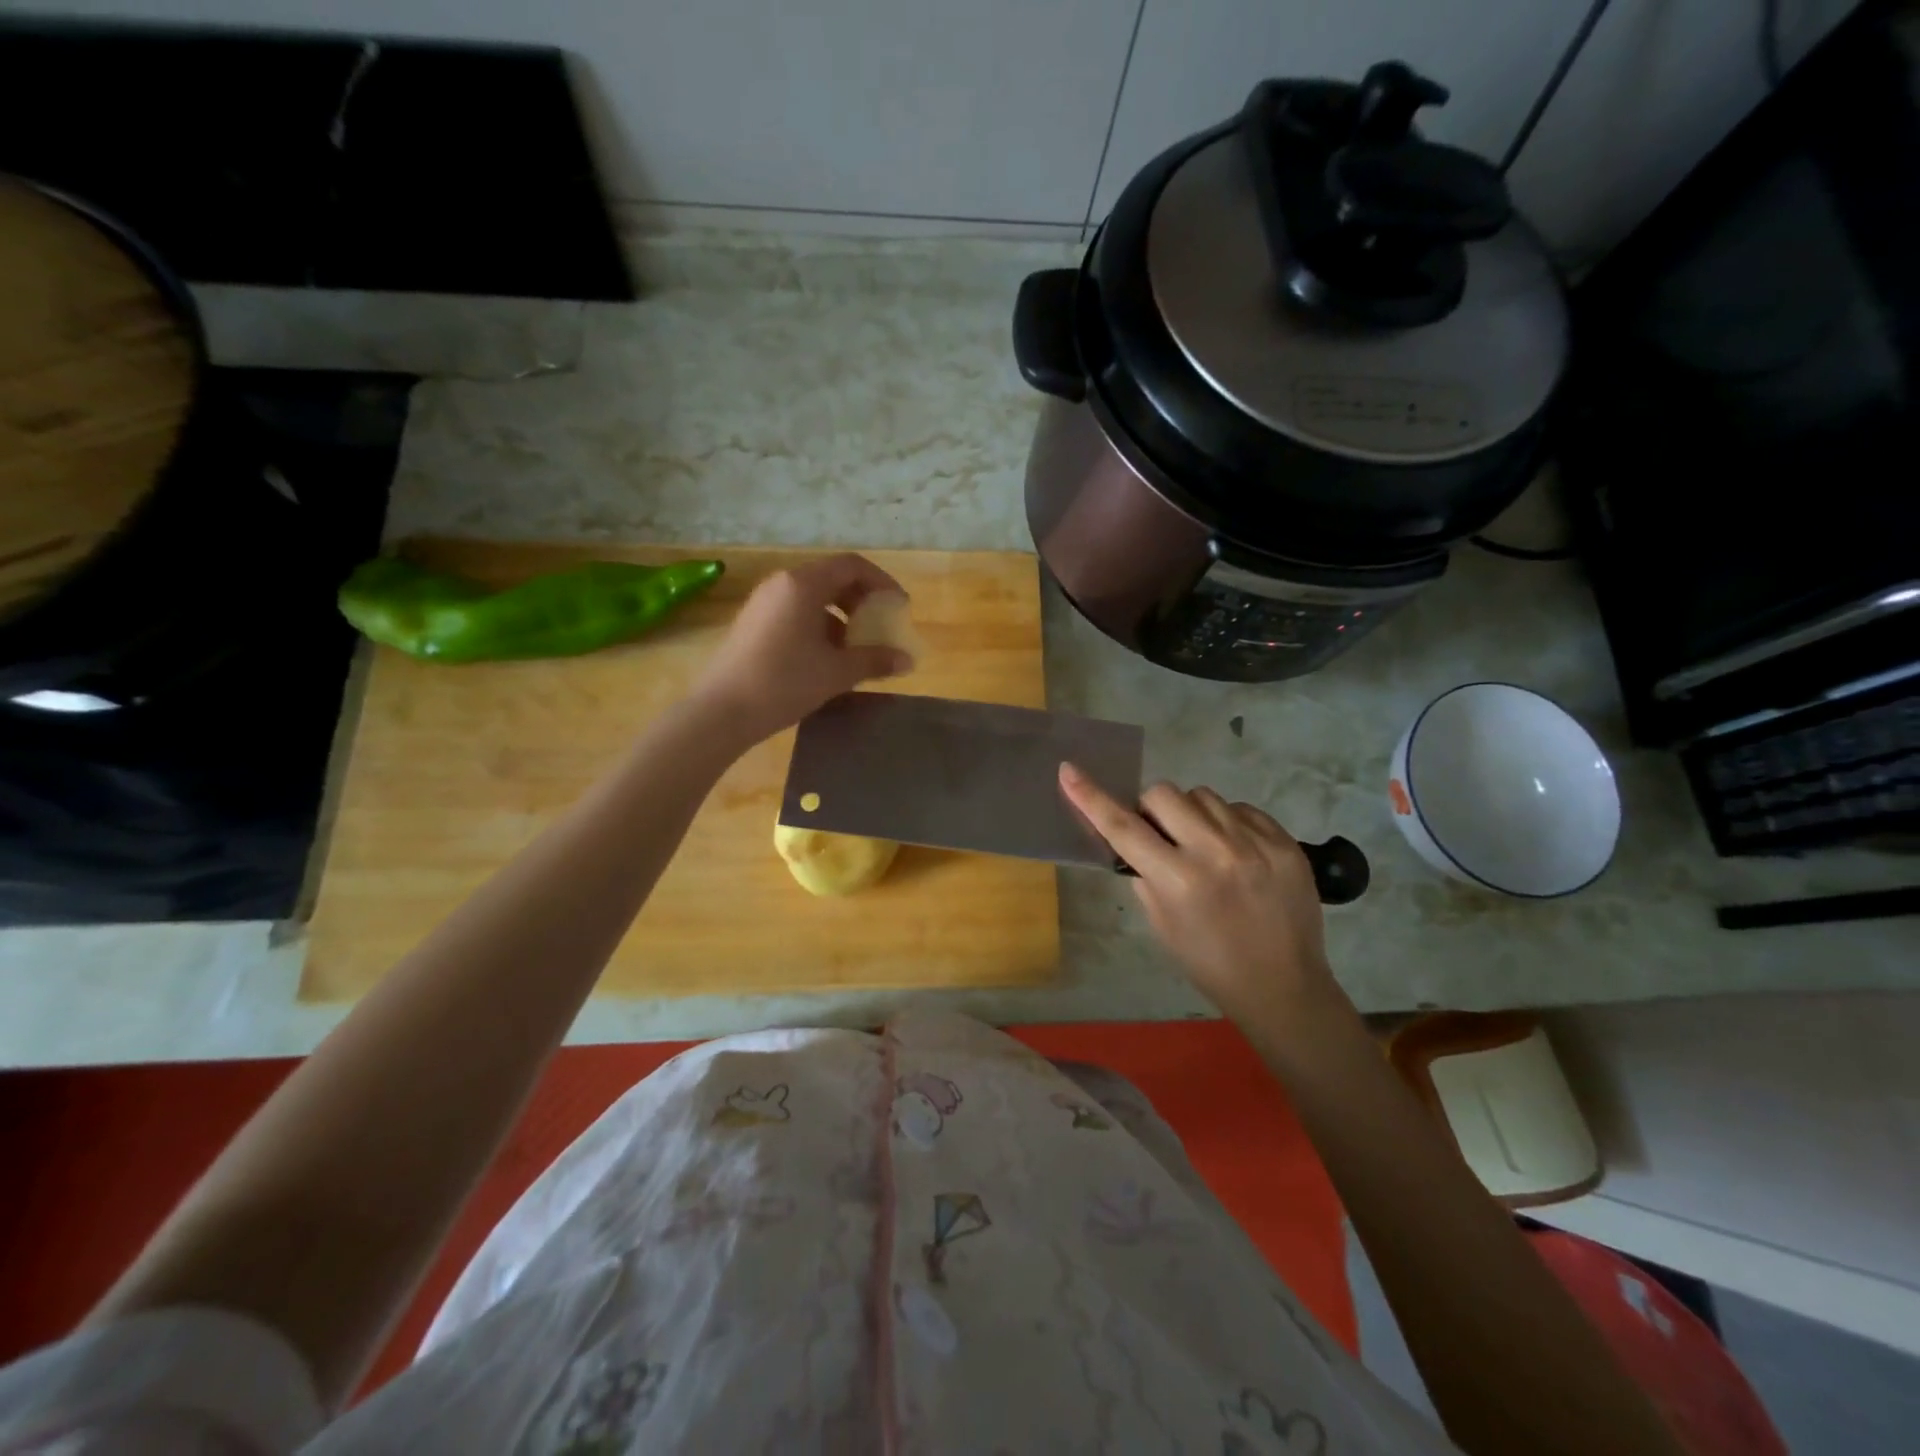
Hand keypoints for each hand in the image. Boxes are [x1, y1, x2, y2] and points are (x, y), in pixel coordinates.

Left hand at [692, 554, 911, 743]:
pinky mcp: (754, 623)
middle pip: (832, 578)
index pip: (852, 565)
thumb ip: (875, 660)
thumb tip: (907, 660)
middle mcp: (782, 584)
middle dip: (862, 600)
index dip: (882, 583)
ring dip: (842, 616)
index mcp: (803, 584)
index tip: (899, 608)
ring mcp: (764, 603)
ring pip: (813, 597)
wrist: (722, 711)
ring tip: (857, 647)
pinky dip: (819, 626)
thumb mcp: (836, 672)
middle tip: (880, 626)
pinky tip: (827, 658)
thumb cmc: (784, 683)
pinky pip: (796, 612)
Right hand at [1059, 764, 1344, 1028]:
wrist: (1283, 985)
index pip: (1123, 827)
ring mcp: (1255, 843)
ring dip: (1191, 813)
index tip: (1069, 770)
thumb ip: (1144, 872)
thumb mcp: (1161, 924)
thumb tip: (1134, 836)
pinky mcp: (1284, 841)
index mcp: (1178, 880)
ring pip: (1203, 795)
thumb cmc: (1209, 962)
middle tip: (1161, 835)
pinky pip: (1240, 808)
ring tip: (1203, 845)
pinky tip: (1234, 852)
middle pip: (1163, 793)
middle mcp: (1216, 852)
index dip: (1090, 797)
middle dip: (1152, 809)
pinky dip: (1227, 823)